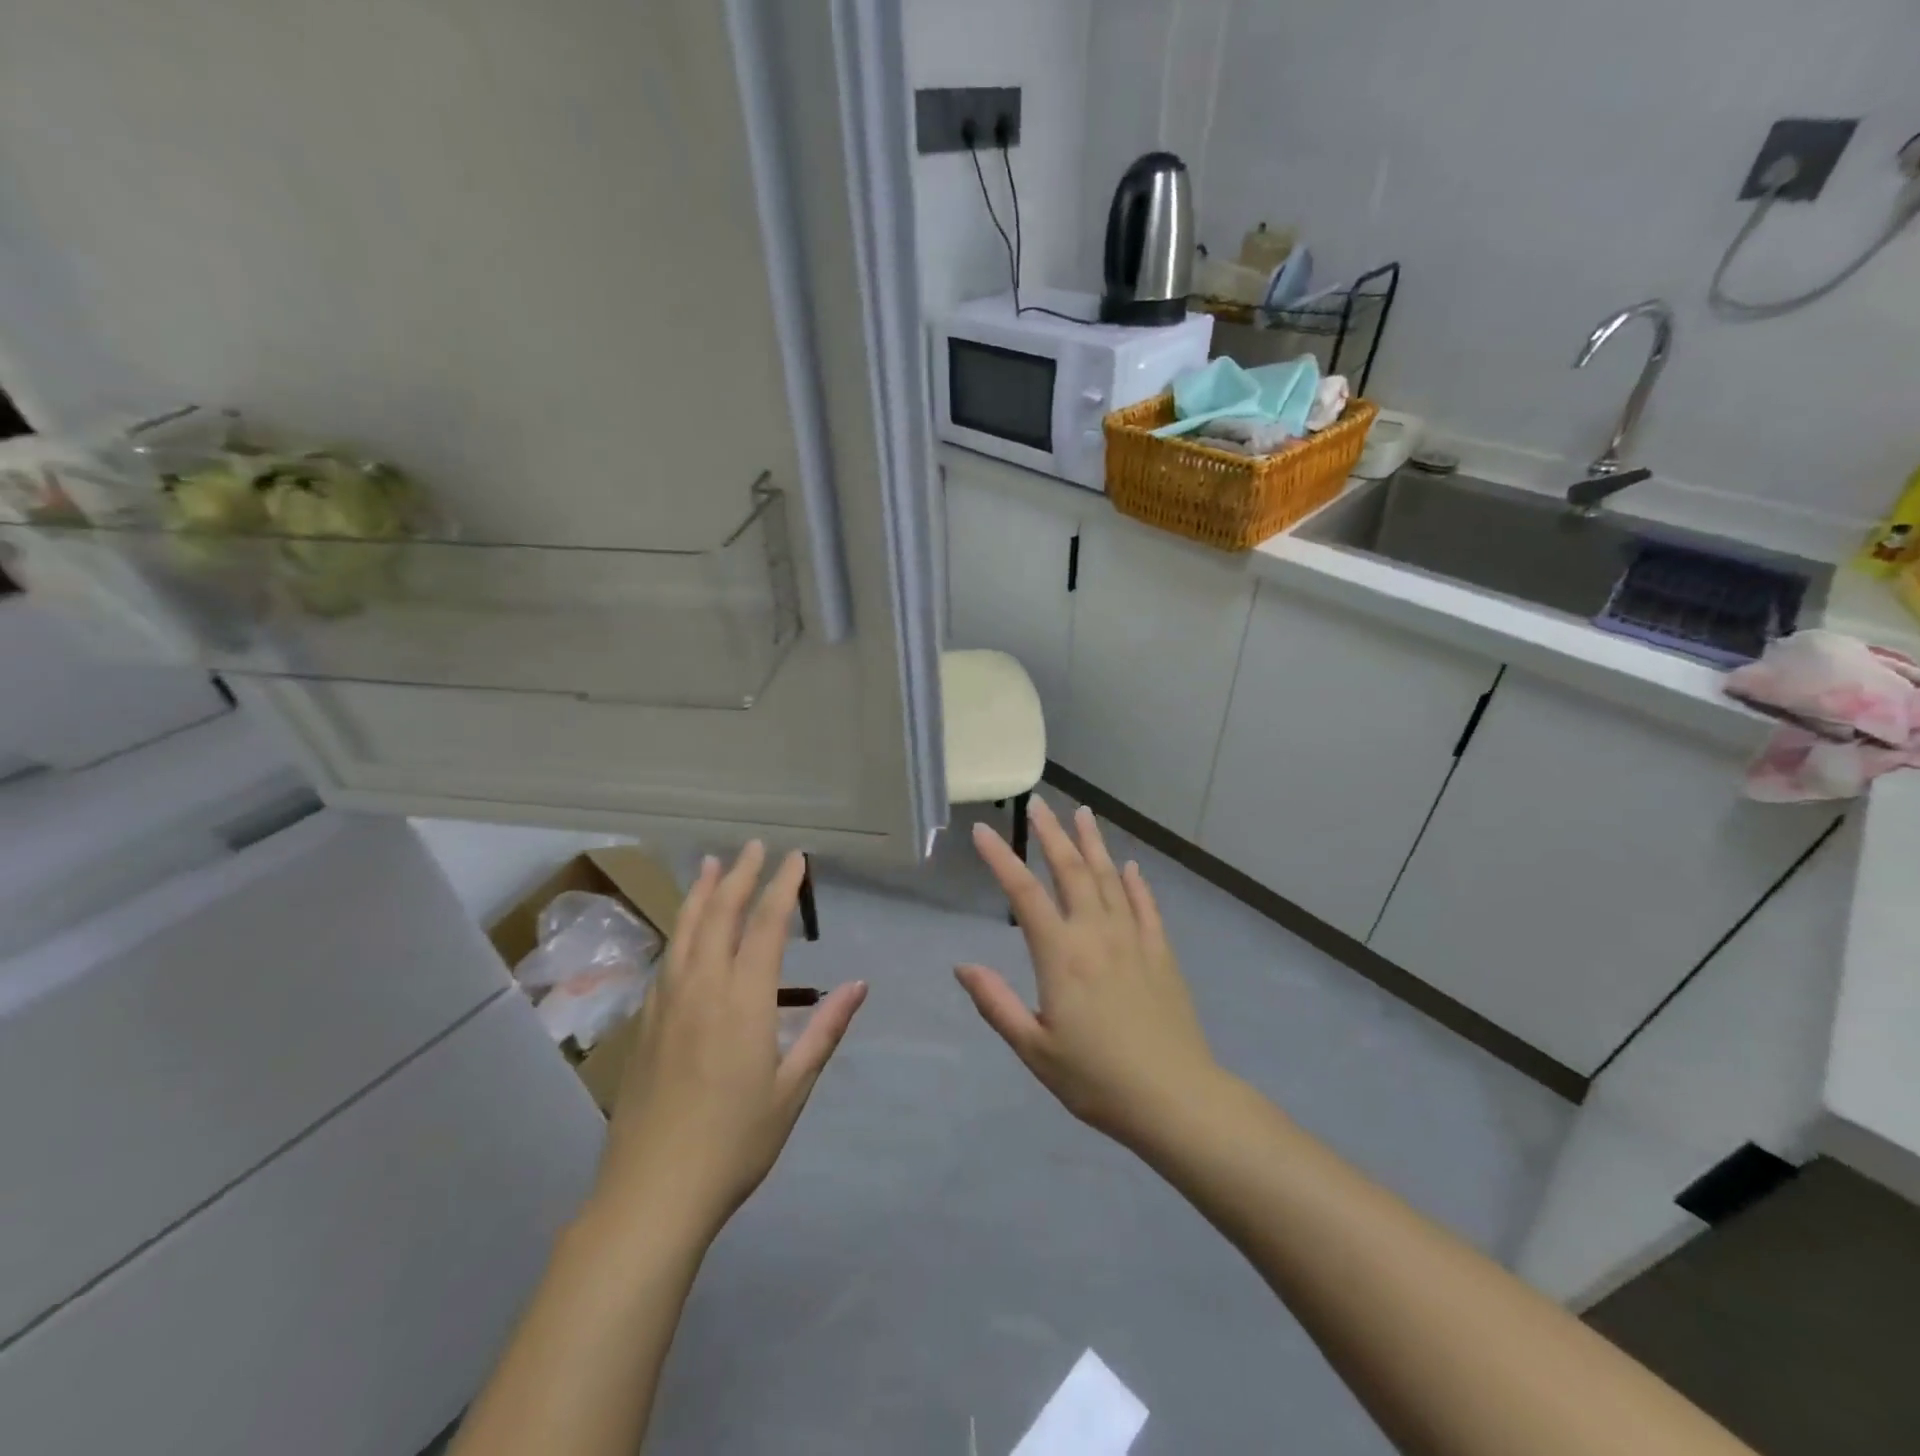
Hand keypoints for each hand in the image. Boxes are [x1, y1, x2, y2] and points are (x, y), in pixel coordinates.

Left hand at [591, 844, 866, 1245]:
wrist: (651, 1194)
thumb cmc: (735, 1143)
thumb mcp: (792, 1089)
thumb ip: (823, 1031)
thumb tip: (858, 985)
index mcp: (744, 1001)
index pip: (766, 926)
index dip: (782, 887)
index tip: (795, 859)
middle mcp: (702, 989)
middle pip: (721, 916)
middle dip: (740, 876)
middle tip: (754, 846)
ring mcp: (666, 1004)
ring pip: (685, 932)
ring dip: (702, 893)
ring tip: (711, 864)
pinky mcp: (644, 1024)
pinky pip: (666, 959)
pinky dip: (680, 930)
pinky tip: (684, 930)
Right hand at [956, 799, 1221, 1151]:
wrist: (1175, 1098)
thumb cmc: (1096, 1079)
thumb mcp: (1035, 1049)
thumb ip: (997, 1004)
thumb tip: (963, 966)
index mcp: (1061, 955)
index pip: (1024, 894)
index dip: (1000, 858)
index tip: (981, 830)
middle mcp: (1096, 934)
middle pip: (1071, 871)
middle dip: (1051, 833)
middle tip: (1038, 803)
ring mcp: (1133, 939)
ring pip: (1110, 878)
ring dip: (1093, 843)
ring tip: (1082, 813)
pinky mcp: (1161, 952)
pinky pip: (1145, 906)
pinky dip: (1135, 882)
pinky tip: (1130, 866)